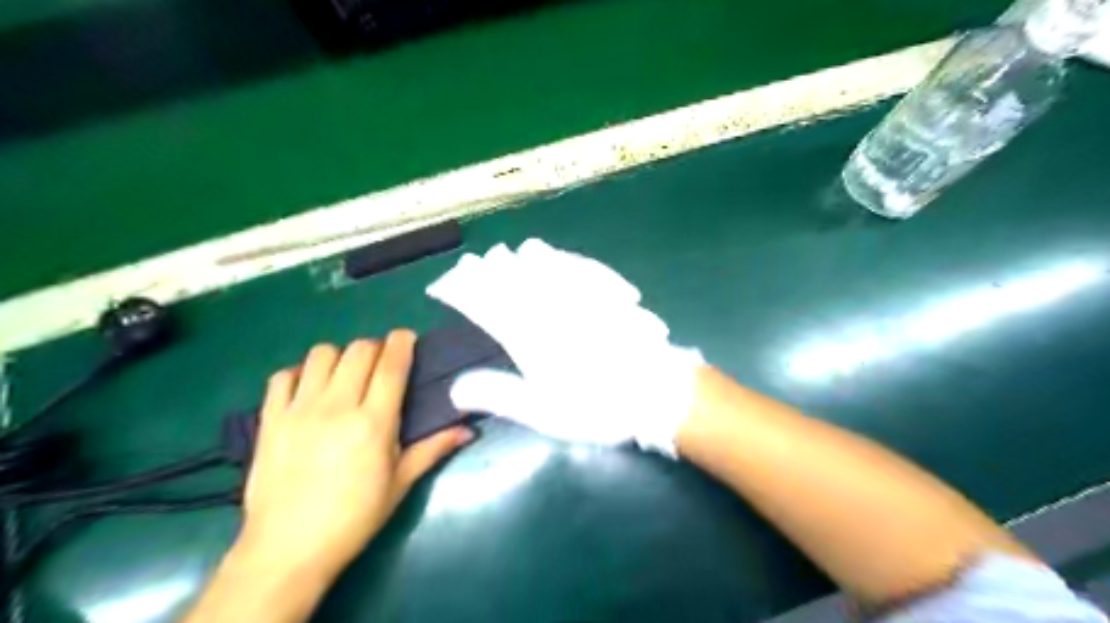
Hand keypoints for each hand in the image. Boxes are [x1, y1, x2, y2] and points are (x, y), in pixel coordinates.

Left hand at [240, 334, 471, 581]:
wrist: (288, 549)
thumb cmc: (354, 517)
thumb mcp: (401, 484)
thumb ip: (433, 449)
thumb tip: (469, 430)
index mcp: (374, 422)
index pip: (391, 364)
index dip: (402, 342)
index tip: (408, 339)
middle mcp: (337, 406)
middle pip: (358, 350)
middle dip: (376, 348)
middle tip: (381, 365)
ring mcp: (299, 410)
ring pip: (321, 355)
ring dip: (340, 357)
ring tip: (346, 376)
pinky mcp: (269, 420)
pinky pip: (282, 377)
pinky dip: (300, 374)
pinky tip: (310, 390)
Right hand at [425, 241, 700, 454]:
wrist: (658, 389)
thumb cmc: (600, 405)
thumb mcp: (544, 411)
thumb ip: (499, 395)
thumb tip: (455, 389)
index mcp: (528, 332)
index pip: (483, 300)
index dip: (460, 289)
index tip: (444, 286)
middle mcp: (550, 303)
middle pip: (509, 274)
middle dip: (485, 268)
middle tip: (471, 267)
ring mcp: (581, 291)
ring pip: (542, 260)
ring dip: (518, 257)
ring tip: (506, 257)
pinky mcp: (606, 289)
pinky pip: (575, 262)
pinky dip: (556, 257)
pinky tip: (554, 258)